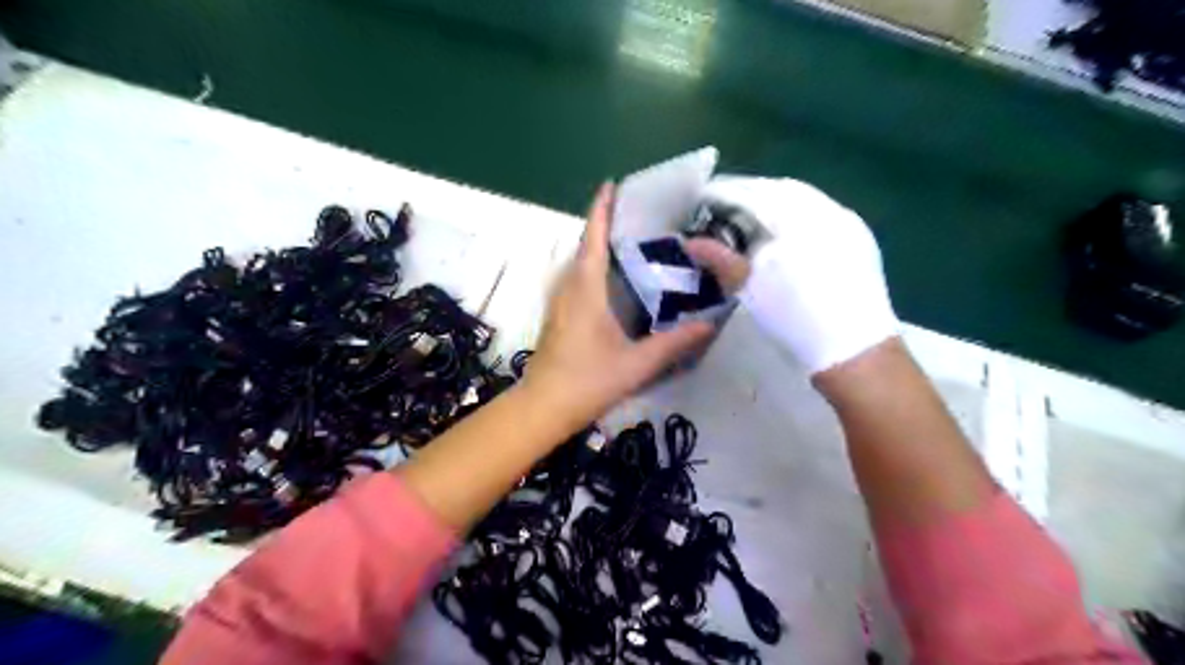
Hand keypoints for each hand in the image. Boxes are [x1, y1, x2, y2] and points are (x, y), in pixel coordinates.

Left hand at [526, 181, 710, 425]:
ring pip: (579, 264)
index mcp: (586, 290)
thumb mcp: (636, 364)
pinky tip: (614, 281)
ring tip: (630, 242)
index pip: (592, 239)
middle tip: (637, 216)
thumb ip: (673, 344)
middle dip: (604, 225)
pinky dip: (594, 268)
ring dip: (598, 247)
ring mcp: (560, 303)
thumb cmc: (587, 381)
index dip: (601, 210)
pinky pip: (577, 280)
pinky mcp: (559, 317)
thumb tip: (709, 324)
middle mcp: (569, 289)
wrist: (543, 407)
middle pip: (585, 247)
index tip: (611, 185)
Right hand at [696, 175, 899, 373]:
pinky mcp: (859, 239)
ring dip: (775, 202)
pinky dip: (798, 214)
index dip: (725, 192)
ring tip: (752, 217)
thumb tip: (691, 243)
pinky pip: (822, 213)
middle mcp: (826, 210)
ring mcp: (847, 223)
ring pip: (804, 199)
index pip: (753, 193)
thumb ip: (720, 259)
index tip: (703, 197)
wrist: (853, 349)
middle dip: (750, 193)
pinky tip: (787, 233)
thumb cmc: (796, 317)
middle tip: (725, 206)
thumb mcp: (751, 289)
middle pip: (780, 189)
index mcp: (798, 218)